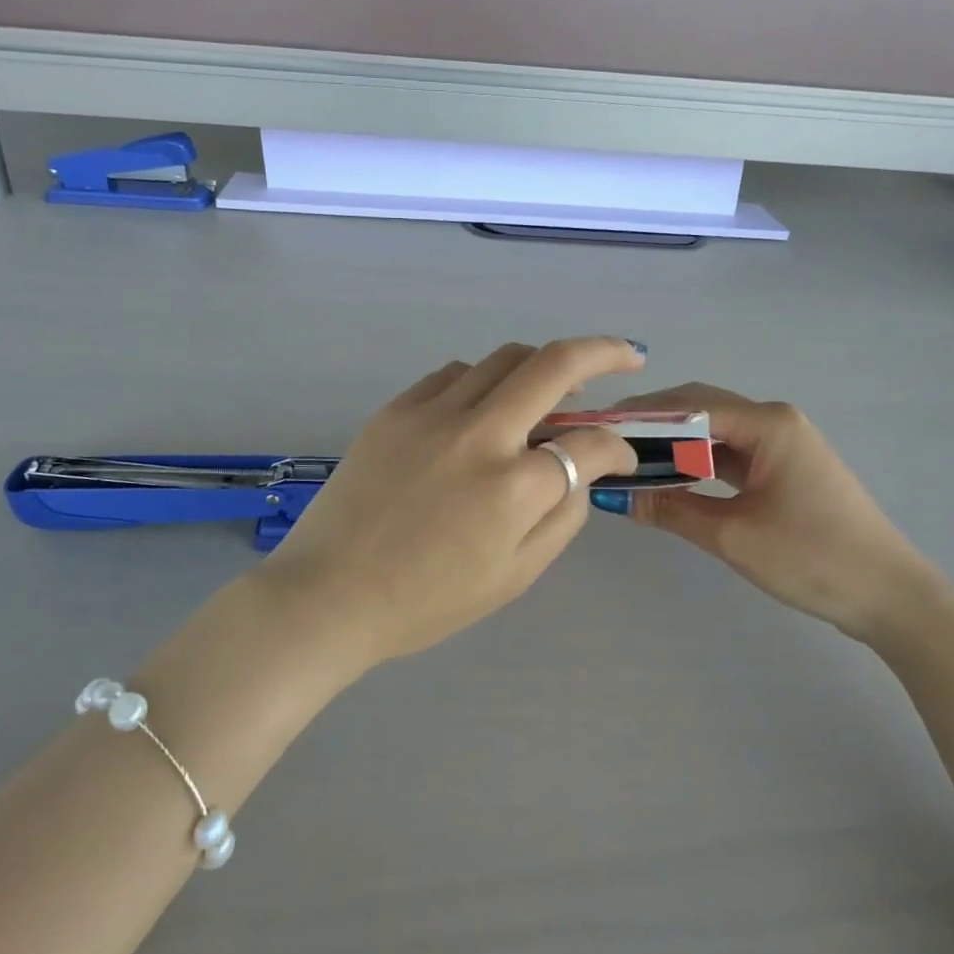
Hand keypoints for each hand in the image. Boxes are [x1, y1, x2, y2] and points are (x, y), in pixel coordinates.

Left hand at [255, 338, 643, 664]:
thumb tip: (584, 470)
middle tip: (625, 356)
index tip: (621, 456)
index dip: (619, 448)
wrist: (328, 594)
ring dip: (538, 366)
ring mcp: (431, 413)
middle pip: (553, 365)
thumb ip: (563, 517)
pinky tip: (482, 406)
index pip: (590, 443)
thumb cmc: (426, 600)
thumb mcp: (514, 575)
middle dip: (602, 353)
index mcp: (513, 486)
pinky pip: (453, 374)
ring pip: (502, 358)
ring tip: (549, 388)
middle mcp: (478, 433)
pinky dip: (482, 381)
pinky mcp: (394, 409)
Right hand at [609, 384, 948, 641]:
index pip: (689, 405)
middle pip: (700, 409)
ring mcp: (782, 444)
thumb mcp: (731, 536)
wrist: (891, 597)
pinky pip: (730, 453)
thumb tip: (614, 495)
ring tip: (625, 457)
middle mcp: (775, 421)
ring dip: (672, 444)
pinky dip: (696, 461)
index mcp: (768, 424)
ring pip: (713, 432)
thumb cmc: (812, 560)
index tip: (597, 428)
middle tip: (604, 442)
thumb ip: (669, 509)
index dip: (639, 415)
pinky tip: (666, 474)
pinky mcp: (784, 467)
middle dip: (651, 424)